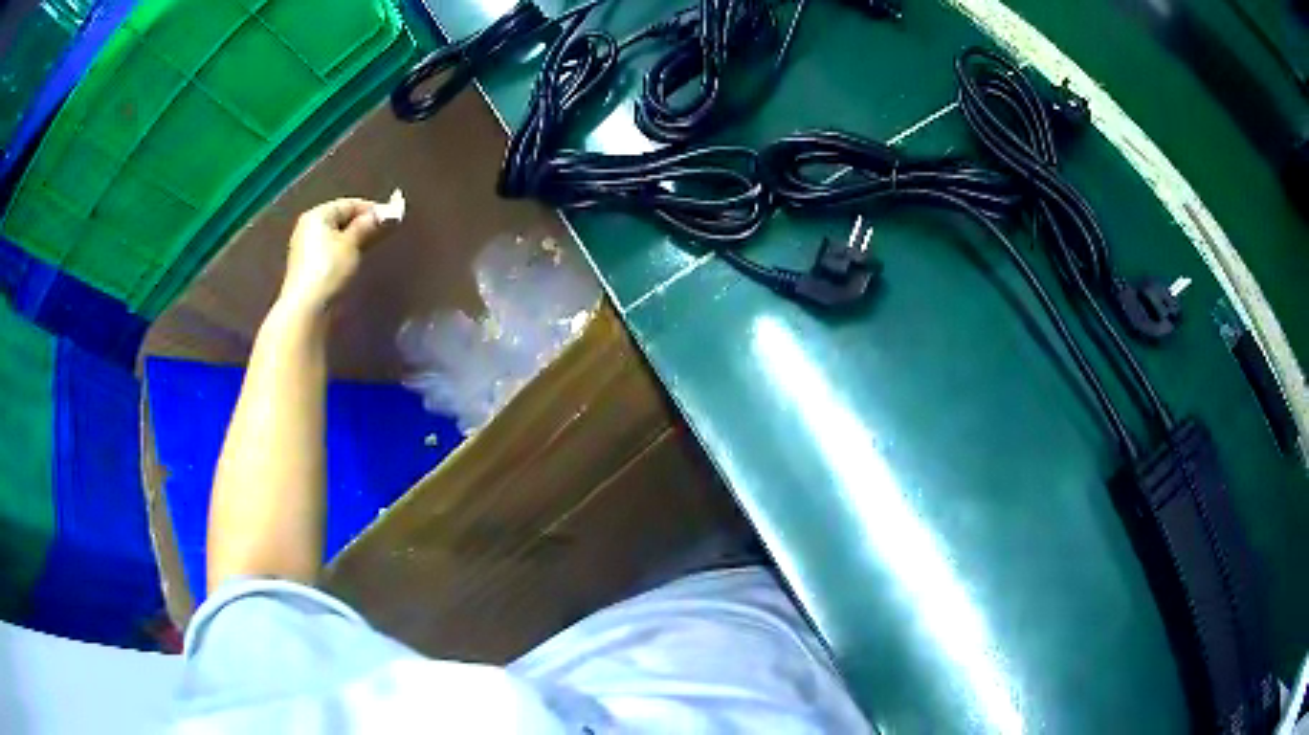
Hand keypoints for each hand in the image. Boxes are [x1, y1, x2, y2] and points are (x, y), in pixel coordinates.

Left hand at [279, 197, 393, 311]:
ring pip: (336, 235)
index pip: (349, 204)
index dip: (372, 209)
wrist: (307, 309)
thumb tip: (388, 211)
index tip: (392, 218)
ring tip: (373, 245)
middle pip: (341, 218)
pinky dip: (345, 251)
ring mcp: (306, 248)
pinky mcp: (308, 267)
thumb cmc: (329, 270)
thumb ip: (369, 225)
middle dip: (363, 224)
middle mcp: (308, 227)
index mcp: (317, 215)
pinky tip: (356, 259)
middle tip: (385, 232)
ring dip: (355, 238)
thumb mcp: (352, 244)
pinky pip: (331, 250)